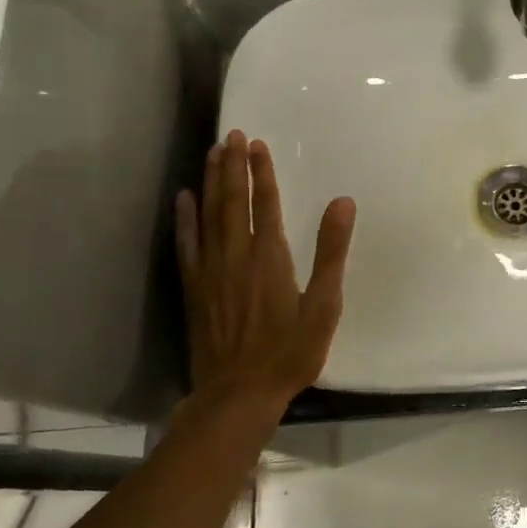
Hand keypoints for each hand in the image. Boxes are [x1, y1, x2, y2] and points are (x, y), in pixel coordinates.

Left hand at [175, 130, 355, 410]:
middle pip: (233, 200)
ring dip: (210, 181)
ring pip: (208, 215)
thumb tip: (343, 202)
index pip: (266, 203)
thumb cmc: (290, 352)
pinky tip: (183, 199)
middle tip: (230, 134)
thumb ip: (331, 251)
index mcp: (270, 256)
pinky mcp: (194, 288)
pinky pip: (187, 244)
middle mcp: (236, 254)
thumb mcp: (324, 305)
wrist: (239, 393)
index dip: (262, 172)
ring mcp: (211, 271)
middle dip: (232, 165)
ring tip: (211, 152)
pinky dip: (185, 219)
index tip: (257, 143)